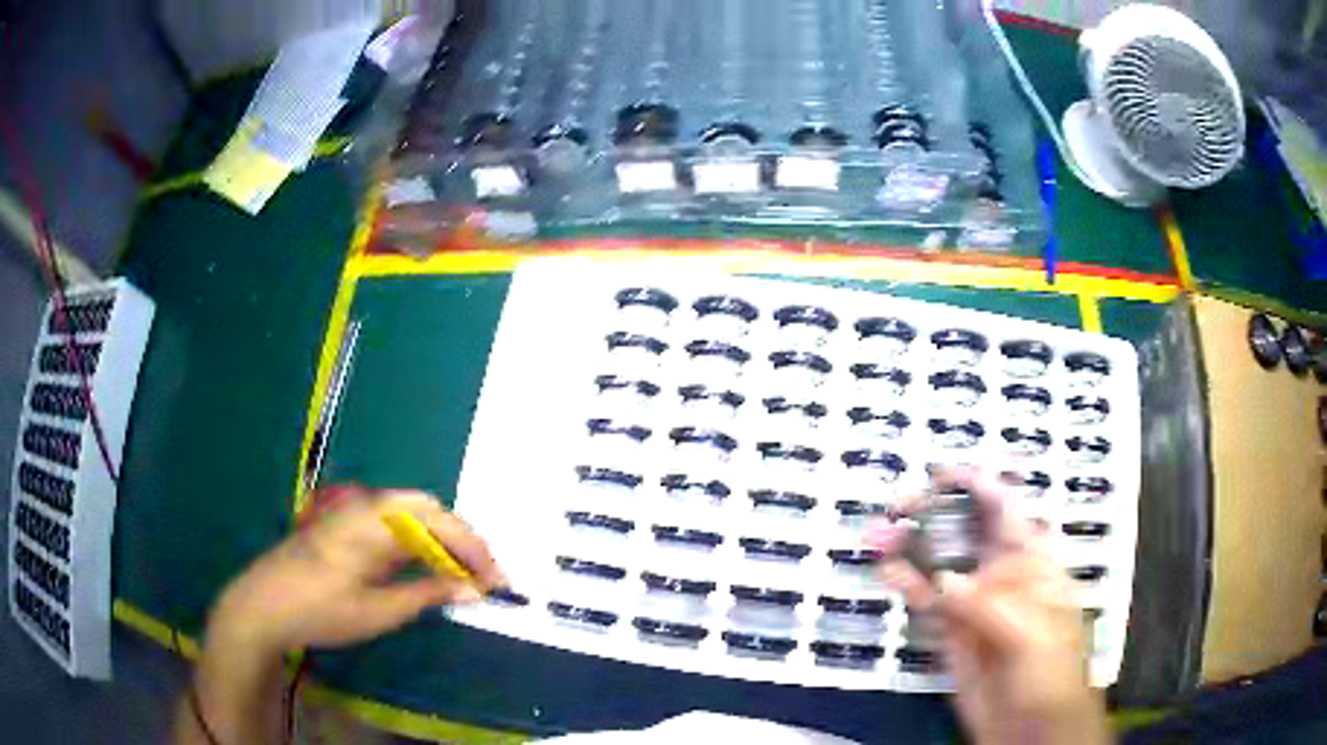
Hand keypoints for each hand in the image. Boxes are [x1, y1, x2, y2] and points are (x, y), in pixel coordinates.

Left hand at [208, 486, 506, 656]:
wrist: (262, 605)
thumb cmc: (319, 611)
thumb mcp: (377, 612)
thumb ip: (427, 595)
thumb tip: (472, 590)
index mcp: (375, 521)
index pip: (439, 522)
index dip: (474, 549)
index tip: (497, 581)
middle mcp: (366, 506)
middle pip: (427, 509)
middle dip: (460, 539)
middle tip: (479, 577)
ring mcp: (352, 513)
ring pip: (410, 514)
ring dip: (439, 541)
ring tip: (458, 576)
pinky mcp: (344, 525)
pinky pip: (391, 524)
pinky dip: (416, 543)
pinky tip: (422, 568)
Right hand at [868, 467, 1108, 744]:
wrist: (1032, 728)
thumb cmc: (1049, 673)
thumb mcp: (1032, 634)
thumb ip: (989, 605)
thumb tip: (943, 580)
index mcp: (1032, 561)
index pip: (1005, 510)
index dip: (975, 486)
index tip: (939, 475)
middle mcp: (1001, 574)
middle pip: (964, 531)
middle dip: (932, 513)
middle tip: (895, 507)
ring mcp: (973, 603)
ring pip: (939, 563)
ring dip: (910, 546)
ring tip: (877, 534)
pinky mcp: (951, 632)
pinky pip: (927, 601)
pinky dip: (906, 584)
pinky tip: (886, 571)